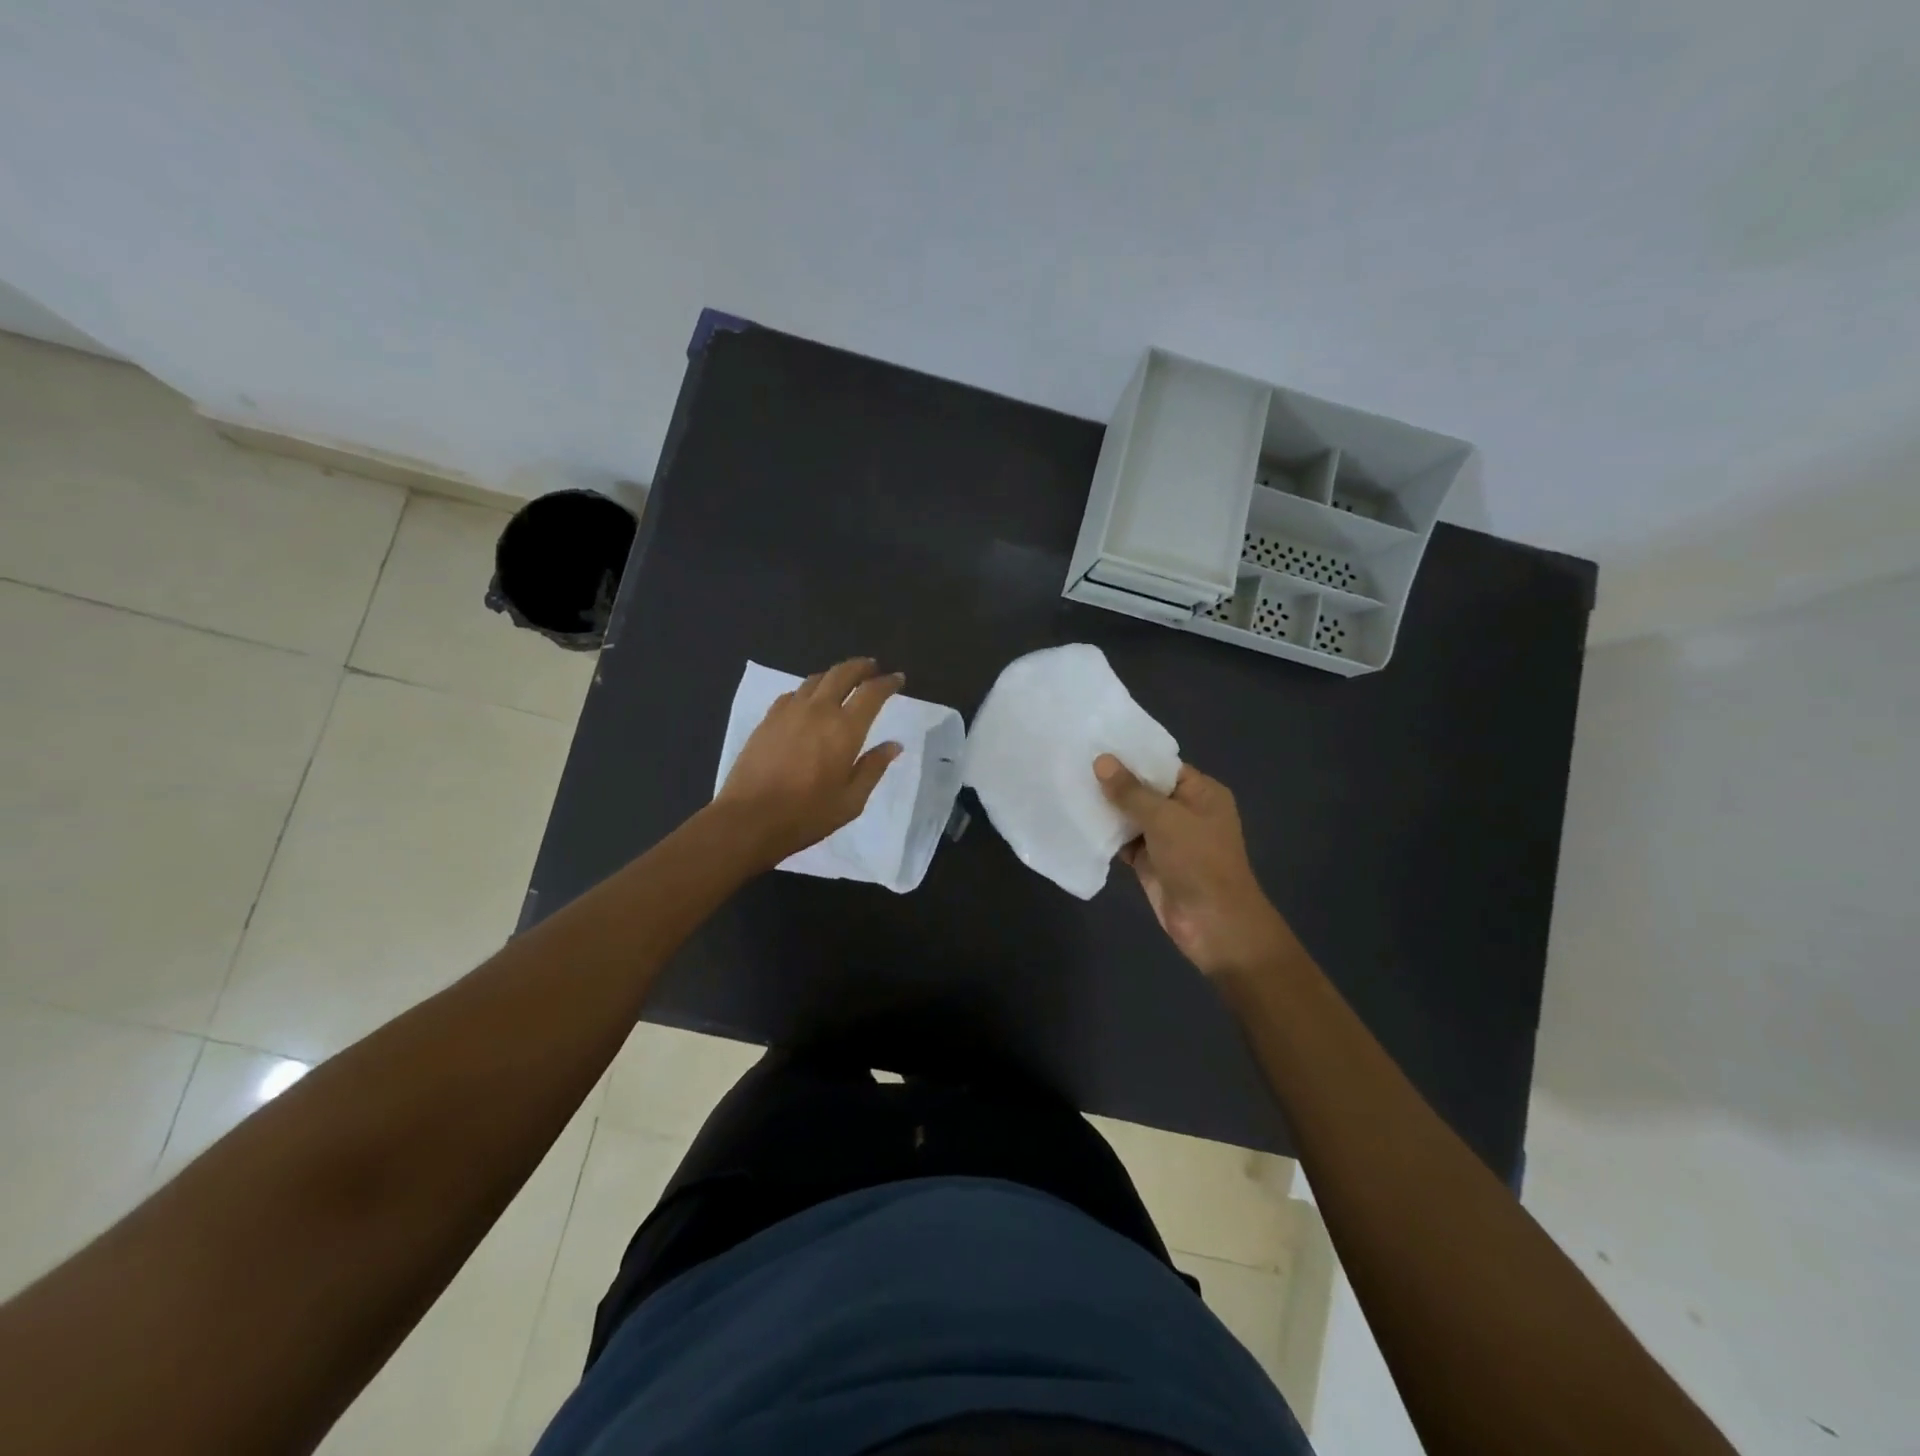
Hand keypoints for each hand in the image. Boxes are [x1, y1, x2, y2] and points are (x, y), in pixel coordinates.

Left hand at [716, 658, 904, 865]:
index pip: (872, 693)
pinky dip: (808, 691)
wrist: (749, 818)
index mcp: (845, 729)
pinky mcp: (768, 719)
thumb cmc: (806, 815)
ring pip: (816, 679)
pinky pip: (793, 693)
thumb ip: (873, 768)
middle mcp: (818, 710)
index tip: (898, 678)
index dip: (887, 682)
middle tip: (872, 668)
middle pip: (842, 673)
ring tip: (843, 682)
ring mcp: (789, 711)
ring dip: (834, 675)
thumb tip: (893, 745)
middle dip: (861, 667)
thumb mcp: (851, 801)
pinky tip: (809, 702)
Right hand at [1094, 755, 1294, 979]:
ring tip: (1068, 785)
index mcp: (1201, 793)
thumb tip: (1101, 760)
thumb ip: (1130, 791)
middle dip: (1114, 781)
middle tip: (1073, 762)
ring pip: (1132, 816)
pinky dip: (1106, 834)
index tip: (1096, 743)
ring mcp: (1168, 839)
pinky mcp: (1151, 862)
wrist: (1213, 923)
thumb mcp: (1164, 818)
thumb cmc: (1198, 860)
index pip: (1162, 765)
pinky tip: (1077, 820)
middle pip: (1145, 790)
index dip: (1131, 756)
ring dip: (1107, 808)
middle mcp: (1185, 811)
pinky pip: (1125, 841)